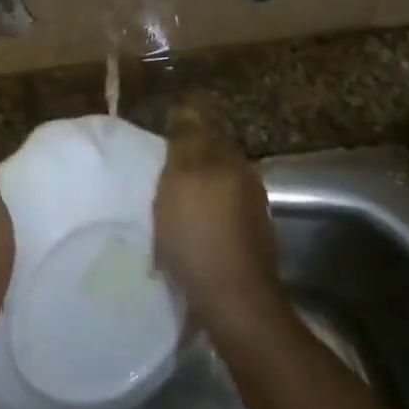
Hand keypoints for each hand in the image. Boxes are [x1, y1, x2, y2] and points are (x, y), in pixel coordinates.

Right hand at [154, 104, 281, 331]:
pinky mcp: (249, 246)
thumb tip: (188, 107)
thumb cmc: (198, 234)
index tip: (155, 148)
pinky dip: (202, 223)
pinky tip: (184, 237)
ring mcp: (252, 216)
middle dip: (188, 167)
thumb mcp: (182, 179)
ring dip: (194, 197)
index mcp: (231, 162)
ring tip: (165, 210)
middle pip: (212, 164)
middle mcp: (247, 183)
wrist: (232, 301)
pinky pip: (220, 221)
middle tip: (156, 178)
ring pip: (216, 193)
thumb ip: (187, 141)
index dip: (180, 136)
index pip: (205, 133)